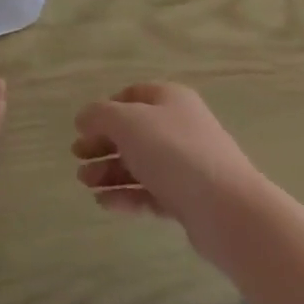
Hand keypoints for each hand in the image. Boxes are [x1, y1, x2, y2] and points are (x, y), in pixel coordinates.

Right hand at [72, 83, 264, 258]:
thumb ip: (100, 115)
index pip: (133, 95)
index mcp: (170, 99)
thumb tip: (84, 117)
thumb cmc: (173, 152)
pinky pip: (150, 192)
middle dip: (103, 144)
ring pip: (140, 163)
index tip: (82, 128)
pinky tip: (105, 204)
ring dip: (110, 172)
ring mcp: (186, 164)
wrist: (226, 208)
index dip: (106, 109)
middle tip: (77, 159)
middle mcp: (180, 126)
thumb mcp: (128, 123)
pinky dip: (127, 196)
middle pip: (134, 131)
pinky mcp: (188, 198)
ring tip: (86, 184)